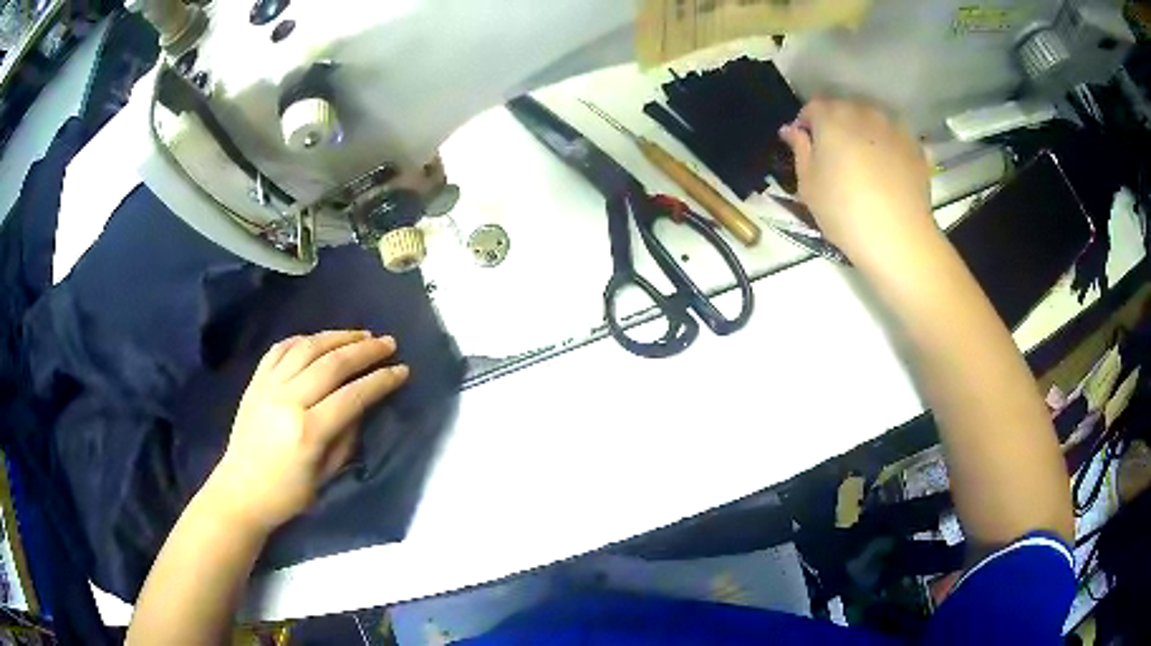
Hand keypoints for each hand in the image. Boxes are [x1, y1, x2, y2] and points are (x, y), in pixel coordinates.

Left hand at [208, 331, 408, 531]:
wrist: (241, 491)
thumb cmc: (288, 494)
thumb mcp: (326, 475)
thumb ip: (346, 437)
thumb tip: (362, 405)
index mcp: (308, 431)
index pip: (352, 396)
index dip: (381, 381)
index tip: (402, 370)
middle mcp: (288, 400)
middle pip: (332, 364)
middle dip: (365, 351)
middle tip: (388, 343)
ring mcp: (268, 386)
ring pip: (307, 348)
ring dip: (337, 337)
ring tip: (360, 335)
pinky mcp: (255, 381)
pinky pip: (280, 349)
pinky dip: (303, 339)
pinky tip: (319, 340)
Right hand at [779, 99, 936, 266]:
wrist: (899, 238)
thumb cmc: (844, 211)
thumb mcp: (808, 185)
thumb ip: (799, 150)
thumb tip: (792, 130)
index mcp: (832, 117)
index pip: (812, 106)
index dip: (806, 123)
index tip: (806, 145)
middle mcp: (863, 112)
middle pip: (844, 108)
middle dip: (836, 124)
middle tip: (835, 155)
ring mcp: (893, 127)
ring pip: (872, 120)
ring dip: (864, 133)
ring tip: (865, 162)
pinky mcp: (915, 146)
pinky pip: (895, 138)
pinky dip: (888, 147)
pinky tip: (888, 172)